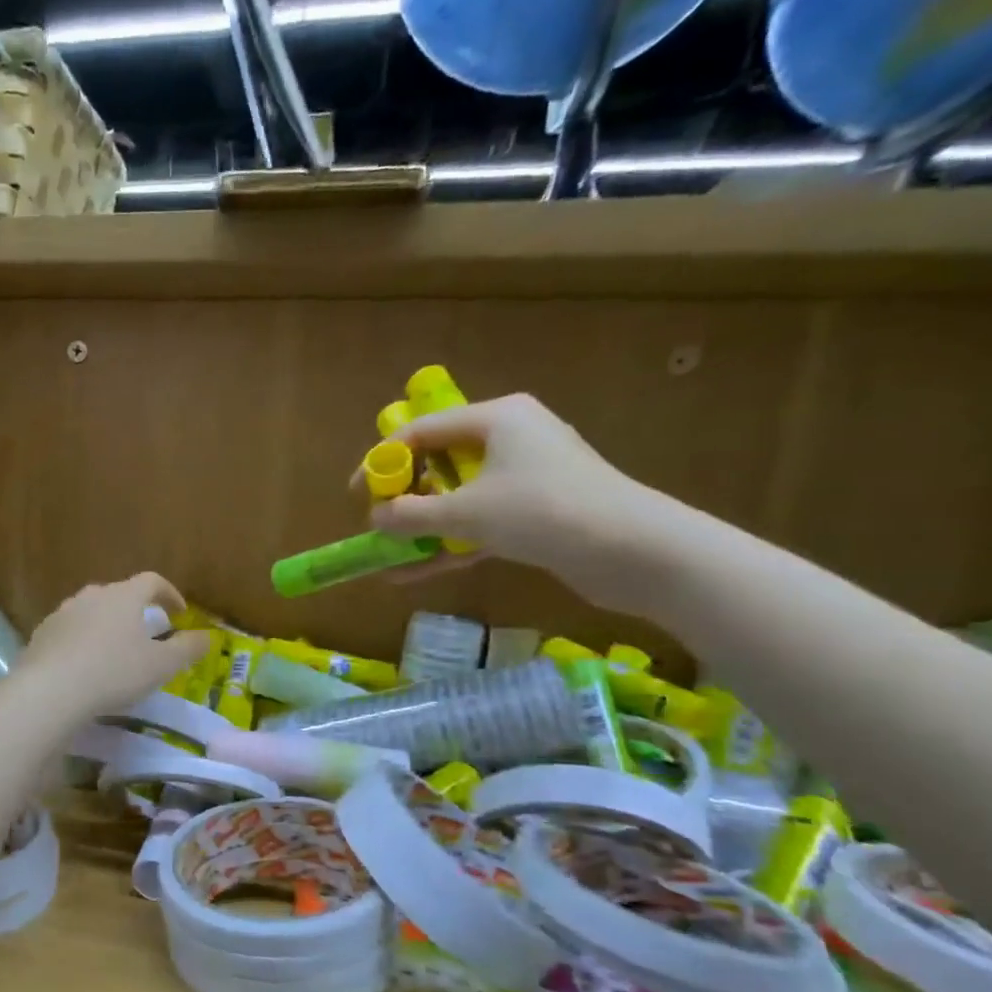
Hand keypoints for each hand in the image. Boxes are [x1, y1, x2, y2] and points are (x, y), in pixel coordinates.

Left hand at [10, 574, 209, 720]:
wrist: (50, 690)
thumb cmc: (114, 672)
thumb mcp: (161, 665)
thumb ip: (187, 648)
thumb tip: (208, 636)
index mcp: (123, 596)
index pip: (151, 581)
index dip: (169, 593)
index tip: (179, 612)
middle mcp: (92, 596)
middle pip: (119, 595)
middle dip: (135, 611)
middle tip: (146, 633)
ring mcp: (62, 613)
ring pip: (91, 612)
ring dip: (106, 626)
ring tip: (114, 652)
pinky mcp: (41, 634)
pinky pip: (69, 632)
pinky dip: (82, 642)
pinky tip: (84, 667)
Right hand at [367, 393, 677, 609]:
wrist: (633, 550)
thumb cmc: (542, 511)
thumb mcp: (466, 513)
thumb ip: (412, 515)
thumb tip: (375, 519)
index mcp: (497, 418)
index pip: (423, 430)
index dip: (383, 460)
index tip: (357, 492)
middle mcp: (512, 439)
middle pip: (441, 462)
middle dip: (405, 496)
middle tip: (377, 522)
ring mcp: (527, 477)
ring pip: (460, 498)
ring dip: (424, 526)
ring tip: (388, 554)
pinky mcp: (538, 512)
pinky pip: (481, 523)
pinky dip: (451, 544)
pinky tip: (415, 573)